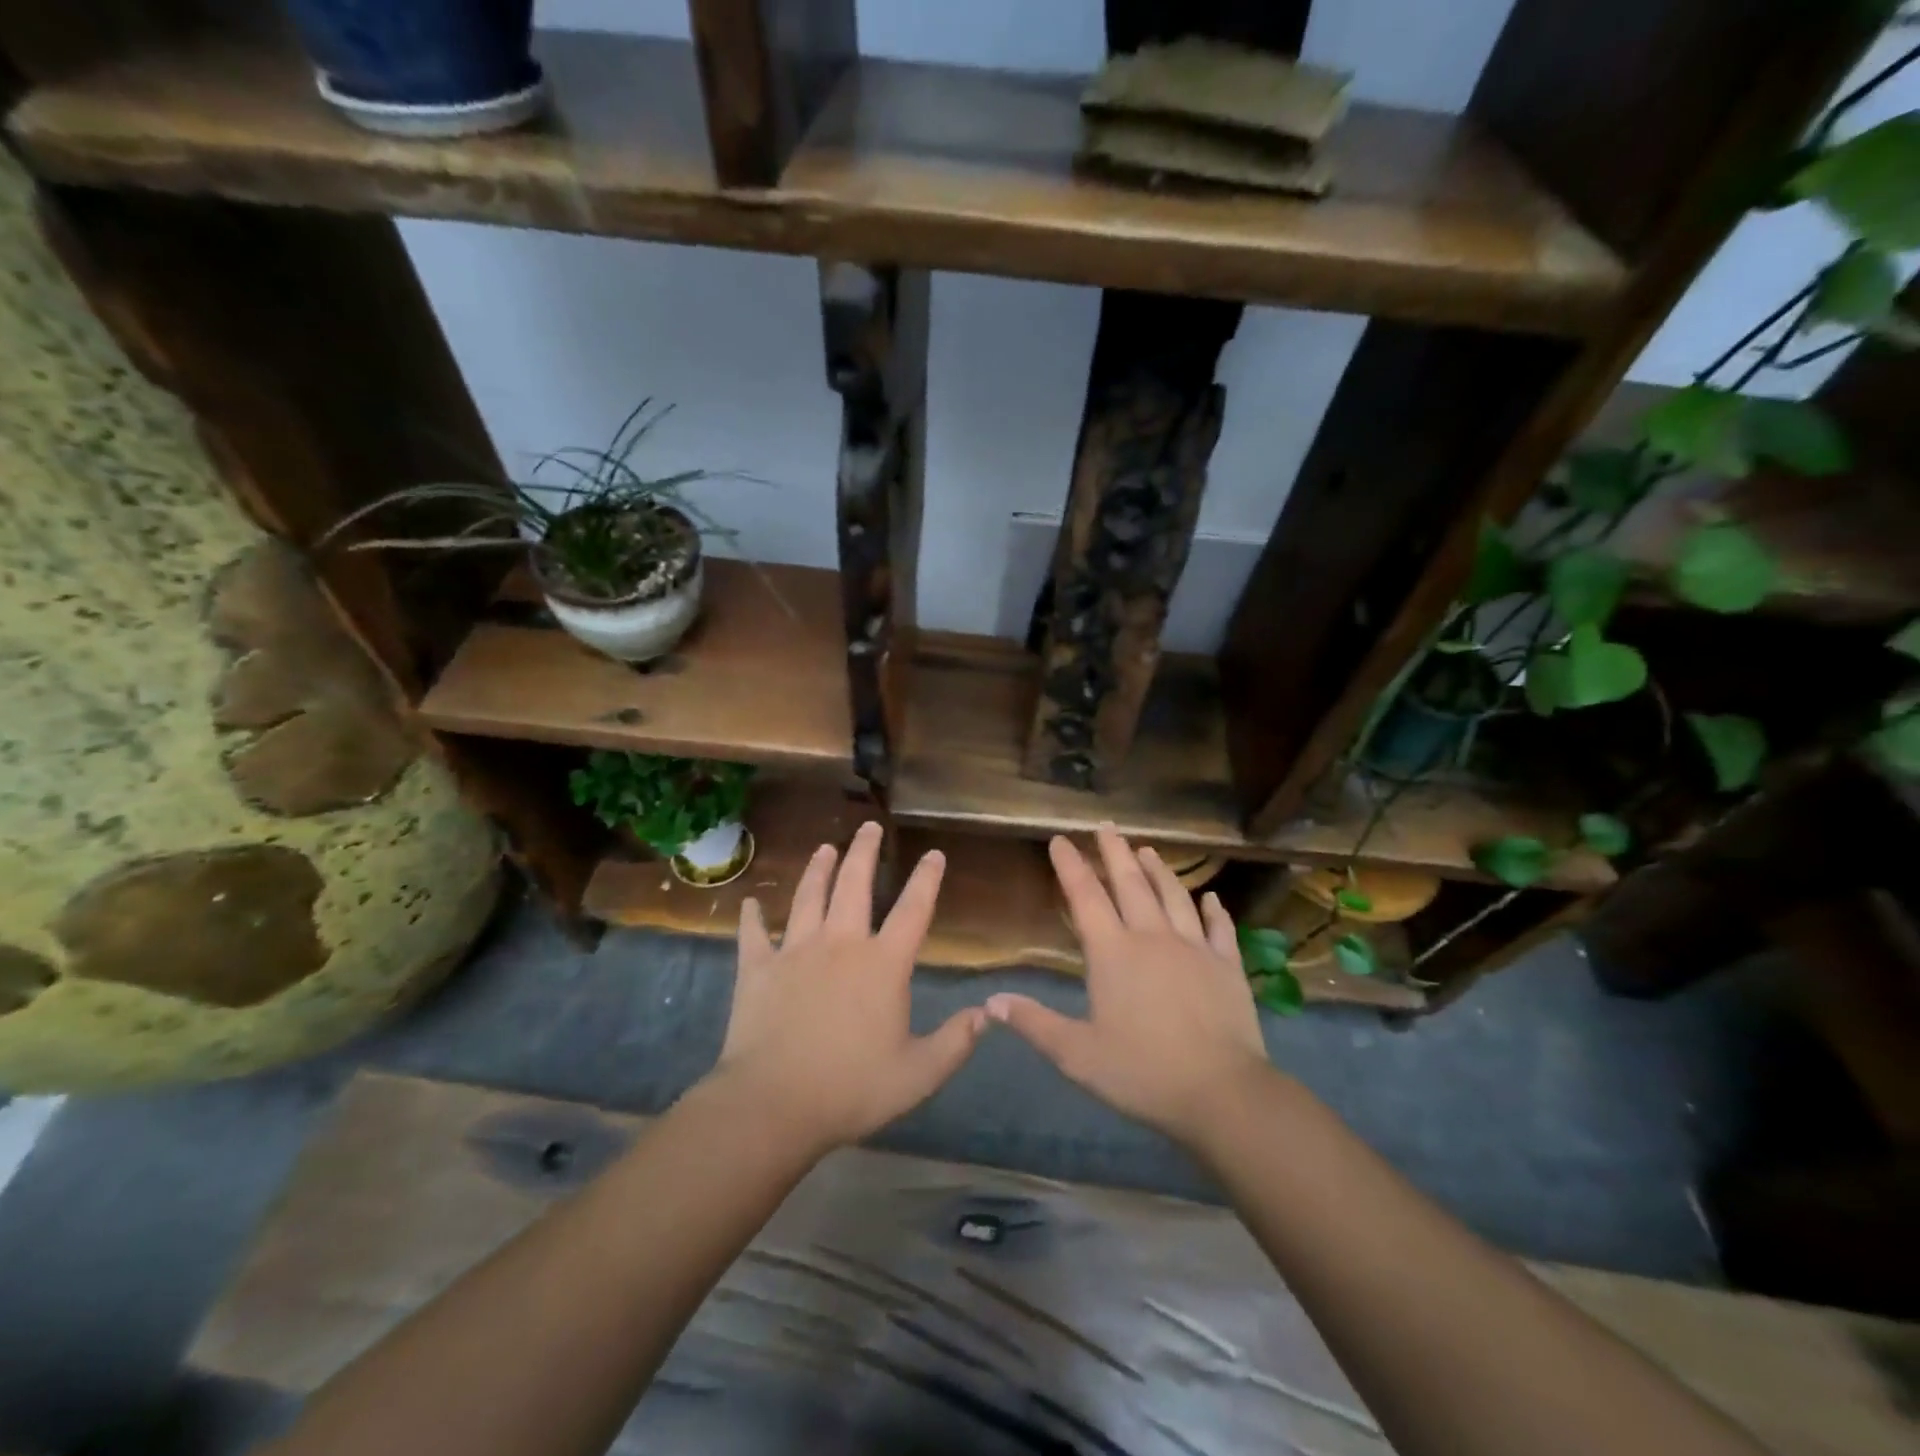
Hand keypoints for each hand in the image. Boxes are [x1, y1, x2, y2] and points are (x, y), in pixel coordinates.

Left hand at [708, 821, 984, 1152]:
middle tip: (869, 826)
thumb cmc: (851, 1088)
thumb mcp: (918, 1074)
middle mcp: (841, 944)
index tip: (933, 854)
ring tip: (825, 847)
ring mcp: (795, 951)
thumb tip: (986, 1014)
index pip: (912, 910)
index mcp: (883, 964)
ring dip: (817, 869)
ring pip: (808, 897)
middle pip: (855, 885)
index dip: (926, 879)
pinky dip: (751, 917)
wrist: (773, 1104)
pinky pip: (753, 934)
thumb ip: (956, 1042)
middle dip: (865, 851)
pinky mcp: (757, 968)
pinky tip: (748, 902)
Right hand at [987, 826, 1273, 1146]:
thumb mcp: (1076, 1054)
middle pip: (1131, 883)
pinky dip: (1214, 909)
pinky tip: (1210, 897)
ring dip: (1159, 870)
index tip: (1060, 840)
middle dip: (1114, 852)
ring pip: (1173, 896)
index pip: (1086, 897)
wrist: (1222, 1093)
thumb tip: (990, 1002)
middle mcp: (1152, 938)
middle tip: (1106, 826)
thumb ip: (1034, 1024)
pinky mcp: (1227, 966)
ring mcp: (1194, 948)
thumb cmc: (1142, 1072)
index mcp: (1113, 953)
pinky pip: (1220, 928)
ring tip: (1147, 849)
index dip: (1070, 866)